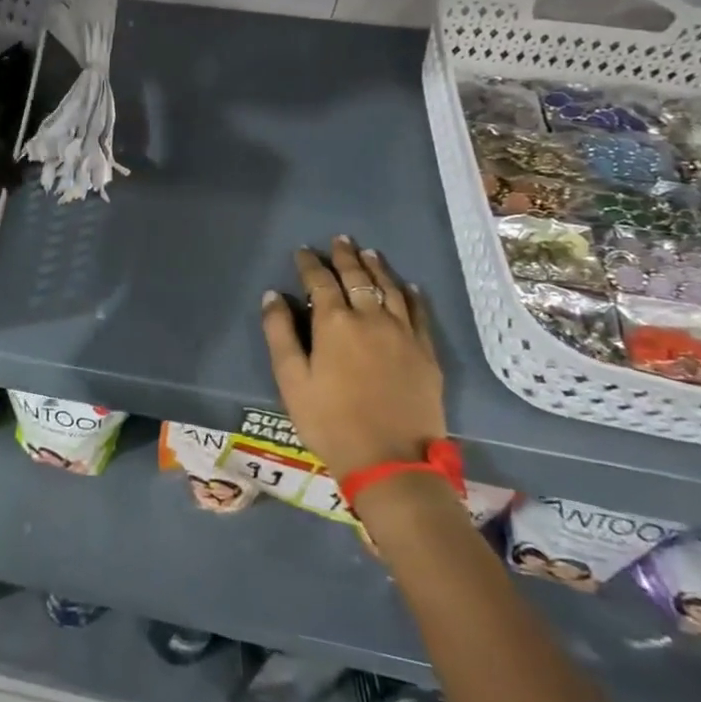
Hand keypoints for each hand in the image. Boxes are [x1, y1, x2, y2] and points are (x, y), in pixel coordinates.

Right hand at [259, 236, 447, 476]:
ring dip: (377, 268)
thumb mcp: (291, 380)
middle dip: (345, 257)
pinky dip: (411, 294)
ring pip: (390, 289)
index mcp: (335, 323)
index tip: (303, 251)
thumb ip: (280, 333)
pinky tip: (407, 285)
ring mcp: (403, 334)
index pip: (320, 281)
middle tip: (339, 239)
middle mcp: (371, 318)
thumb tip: (274, 295)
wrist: (391, 462)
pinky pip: (419, 313)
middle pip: (357, 278)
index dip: (310, 264)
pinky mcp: (426, 353)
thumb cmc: (330, 421)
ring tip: (368, 253)